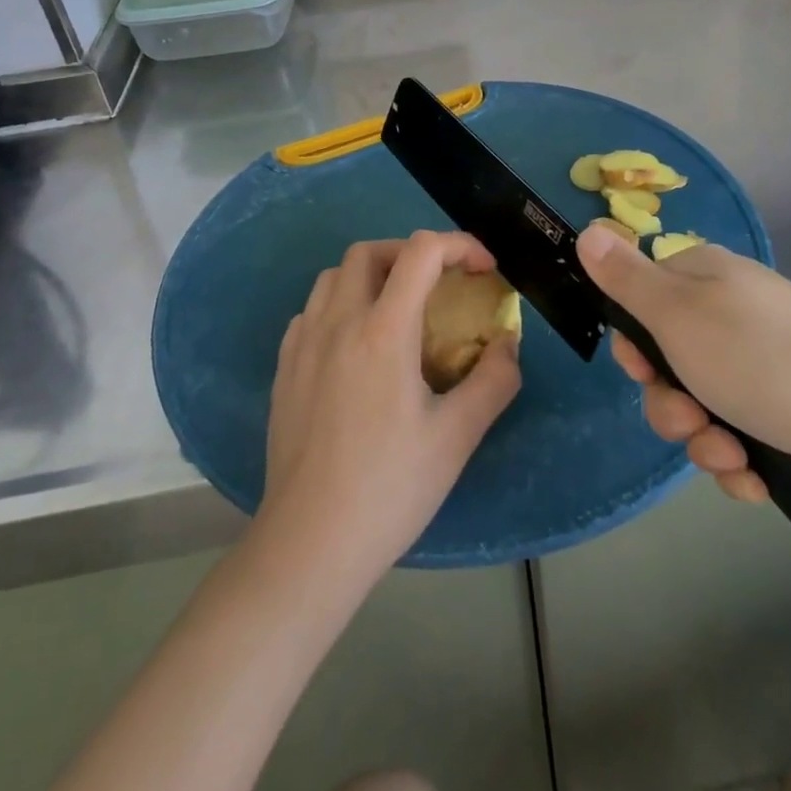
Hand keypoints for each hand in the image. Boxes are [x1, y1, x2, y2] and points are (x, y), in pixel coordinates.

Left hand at [256, 231, 521, 584]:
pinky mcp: (284, 368)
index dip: (459, 245)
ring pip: (333, 276)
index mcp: (383, 331)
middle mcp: (338, 322)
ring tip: (398, 310)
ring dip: (371, 275)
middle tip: (439, 284)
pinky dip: (340, 305)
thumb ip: (493, 380)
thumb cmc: (390, 489)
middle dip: (411, 254)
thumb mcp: (457, 437)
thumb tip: (507, 343)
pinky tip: (356, 345)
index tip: (483, 270)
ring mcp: (303, 343)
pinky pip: (311, 310)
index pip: (420, 252)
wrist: (309, 544)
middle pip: (369, 251)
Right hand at [576, 223, 790, 503]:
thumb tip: (588, 228)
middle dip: (670, 403)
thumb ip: (625, 277)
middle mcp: (731, 311)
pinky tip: (755, 477)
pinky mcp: (790, 405)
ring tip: (731, 457)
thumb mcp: (677, 315)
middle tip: (691, 420)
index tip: (642, 370)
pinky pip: (740, 431)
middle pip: (668, 359)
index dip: (634, 343)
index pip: (641, 299)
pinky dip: (740, 458)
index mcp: (703, 277)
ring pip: (702, 403)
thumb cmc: (763, 359)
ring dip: (703, 439)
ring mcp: (763, 359)